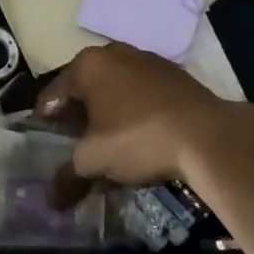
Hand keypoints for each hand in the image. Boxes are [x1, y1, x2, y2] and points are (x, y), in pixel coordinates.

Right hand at [36, 42, 253, 183]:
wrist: (208, 136)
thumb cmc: (138, 138)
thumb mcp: (95, 160)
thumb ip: (68, 175)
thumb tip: (51, 200)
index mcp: (87, 64)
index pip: (53, 94)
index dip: (46, 121)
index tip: (45, 144)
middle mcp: (113, 53)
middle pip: (84, 87)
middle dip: (78, 115)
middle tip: (76, 145)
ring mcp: (146, 59)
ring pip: (115, 87)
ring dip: (108, 111)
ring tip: (109, 142)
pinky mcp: (174, 74)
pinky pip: (141, 91)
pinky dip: (134, 109)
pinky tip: (141, 134)